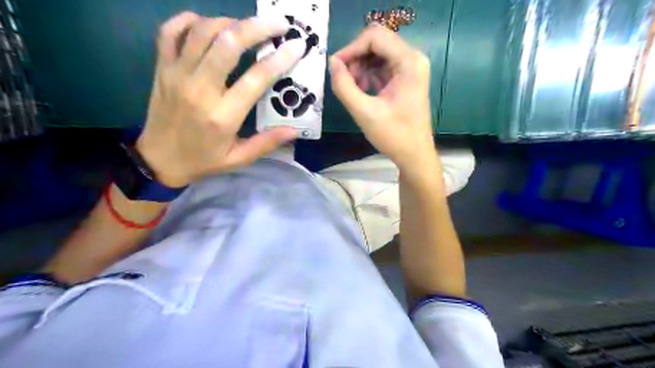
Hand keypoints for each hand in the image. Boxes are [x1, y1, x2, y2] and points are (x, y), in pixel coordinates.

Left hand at [137, 12, 305, 185]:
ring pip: (202, 32)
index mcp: (223, 116)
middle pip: (228, 44)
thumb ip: (266, 143)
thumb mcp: (238, 159)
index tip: (296, 46)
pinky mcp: (162, 68)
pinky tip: (208, 24)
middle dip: (257, 28)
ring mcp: (177, 75)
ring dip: (229, 22)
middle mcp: (200, 90)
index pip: (255, 79)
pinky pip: (170, 32)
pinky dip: (189, 20)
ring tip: (248, 26)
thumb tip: (294, 130)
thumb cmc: (203, 160)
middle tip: (278, 24)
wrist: (158, 160)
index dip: (279, 59)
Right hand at [331, 26, 436, 171]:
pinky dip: (368, 75)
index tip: (335, 67)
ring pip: (378, 53)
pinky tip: (362, 92)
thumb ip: (344, 86)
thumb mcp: (364, 112)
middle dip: (356, 58)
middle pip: (376, 42)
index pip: (374, 37)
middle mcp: (413, 58)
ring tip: (353, 90)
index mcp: (409, 62)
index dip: (351, 48)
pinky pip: (382, 66)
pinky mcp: (406, 77)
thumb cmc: (394, 136)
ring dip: (360, 67)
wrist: (414, 155)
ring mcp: (411, 67)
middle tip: (344, 81)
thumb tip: (332, 63)